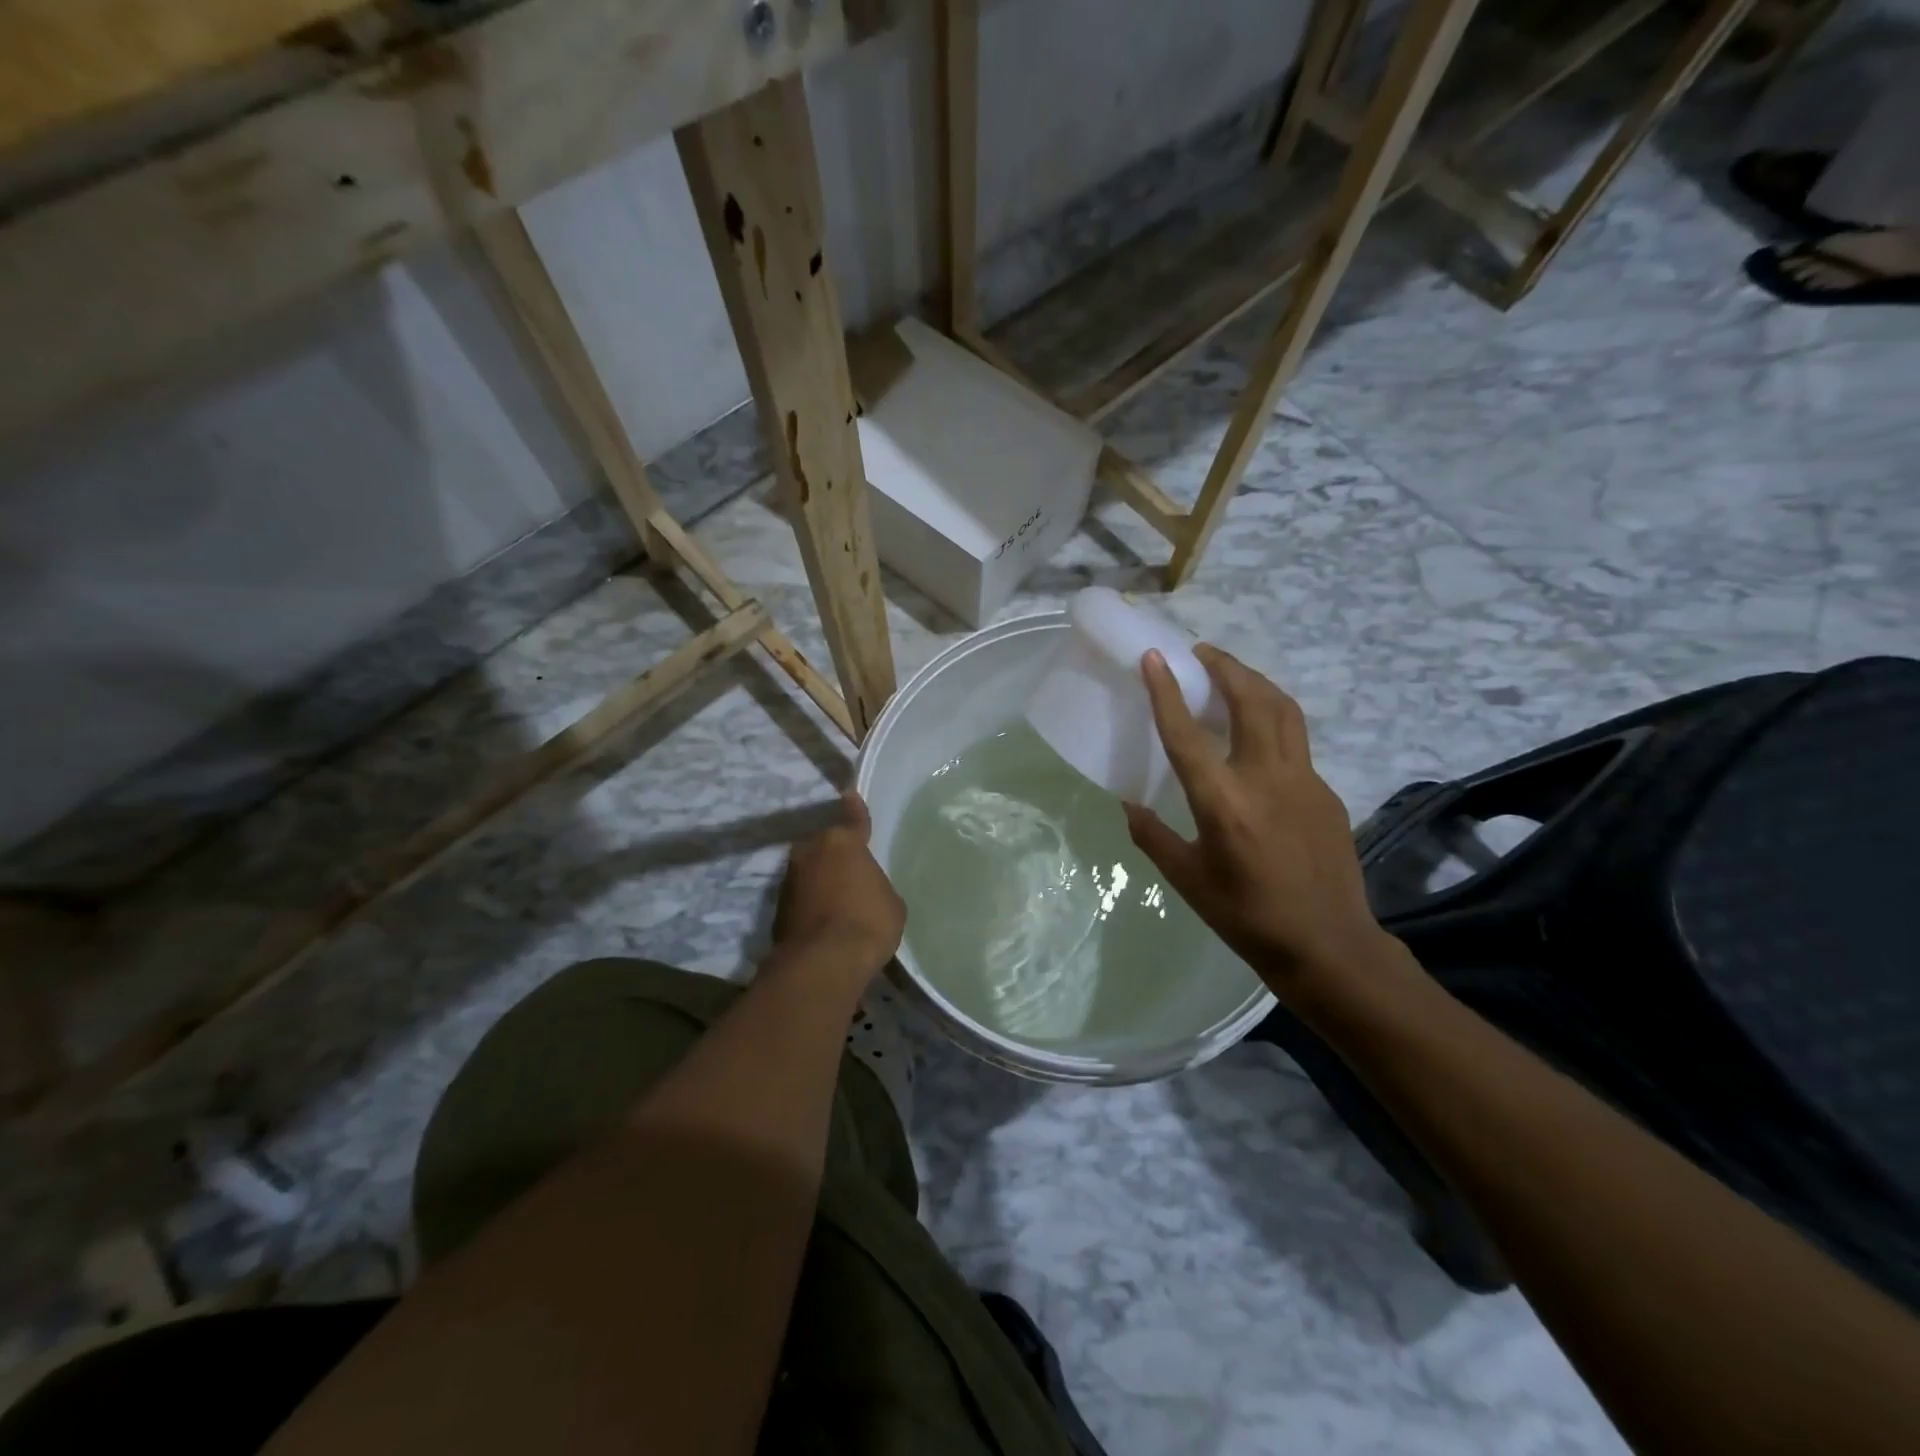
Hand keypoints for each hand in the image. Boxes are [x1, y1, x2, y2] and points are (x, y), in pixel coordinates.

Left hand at [771, 791, 905, 981]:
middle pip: (824, 845)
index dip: (855, 809)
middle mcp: (810, 852)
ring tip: (837, 897)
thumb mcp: (889, 901)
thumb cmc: (868, 922)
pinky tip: (824, 919)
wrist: (823, 963)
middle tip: (849, 868)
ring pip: (809, 871)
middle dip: (834, 854)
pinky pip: (801, 897)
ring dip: (820, 879)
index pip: (852, 818)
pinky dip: (810, 904)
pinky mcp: (777, 909)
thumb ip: (875, 884)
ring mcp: (789, 880)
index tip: (849, 794)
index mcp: (841, 841)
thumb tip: (864, 887)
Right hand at [1123, 646, 1400, 1004]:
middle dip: (1225, 667)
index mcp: (1223, 803)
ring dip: (1255, 682)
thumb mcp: (1186, 880)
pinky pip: (1296, 742)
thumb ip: (1152, 836)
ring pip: (1283, 710)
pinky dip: (1273, 719)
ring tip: (1232, 673)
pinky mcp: (1325, 791)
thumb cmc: (1246, 916)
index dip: (1168, 691)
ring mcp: (1304, 781)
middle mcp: (1265, 779)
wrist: (1327, 945)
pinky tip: (1258, 735)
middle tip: (1202, 652)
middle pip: (1250, 701)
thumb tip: (1129, 804)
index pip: (1188, 734)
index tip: (1155, 657)